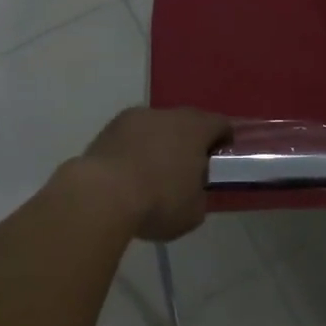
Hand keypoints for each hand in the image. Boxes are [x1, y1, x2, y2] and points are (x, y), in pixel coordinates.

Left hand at [77, 106, 229, 242]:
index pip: (220, 124)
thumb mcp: (193, 211)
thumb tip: (193, 191)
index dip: (224, 140)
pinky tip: (128, 174)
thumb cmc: (158, 201)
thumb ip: (199, 195)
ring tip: (152, 174)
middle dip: (189, 142)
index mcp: (196, 128)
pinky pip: (131, 136)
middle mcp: (168, 114)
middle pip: (186, 122)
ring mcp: (135, 118)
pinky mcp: (109, 128)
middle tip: (187, 169)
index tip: (220, 159)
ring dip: (159, 144)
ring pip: (156, 127)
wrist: (102, 194)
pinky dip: (134, 149)